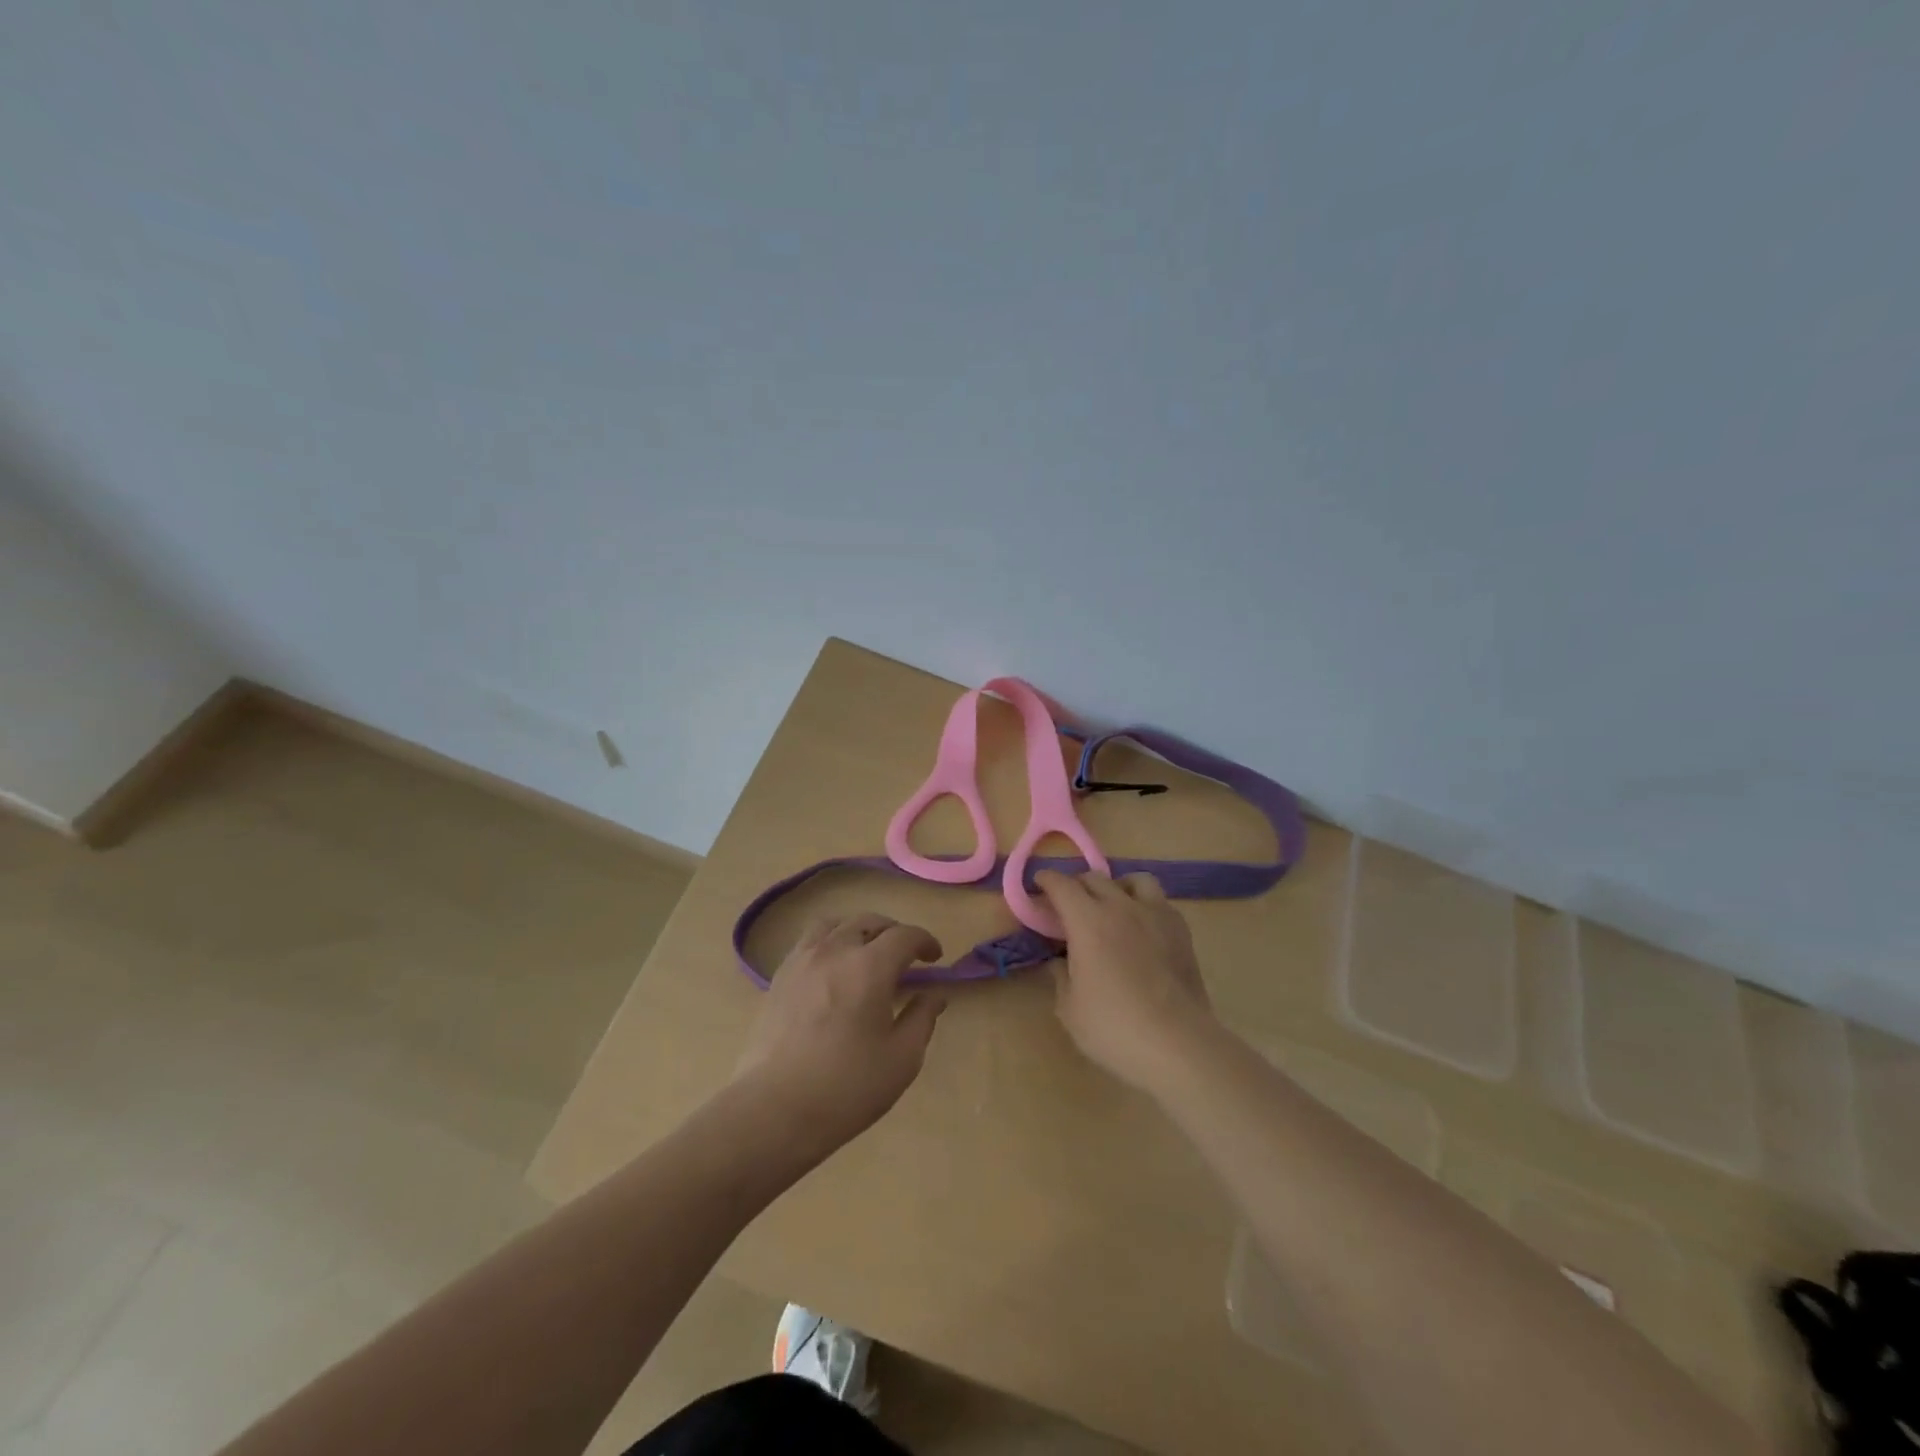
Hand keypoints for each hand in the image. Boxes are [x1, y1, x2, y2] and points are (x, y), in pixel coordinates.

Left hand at [734, 912, 947, 1155]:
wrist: (774, 1110)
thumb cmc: (846, 1087)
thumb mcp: (901, 1059)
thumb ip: (922, 1019)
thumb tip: (934, 995)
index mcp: (870, 967)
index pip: (905, 935)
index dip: (925, 941)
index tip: (934, 959)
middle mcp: (836, 950)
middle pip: (869, 922)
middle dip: (894, 933)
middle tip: (905, 957)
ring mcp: (802, 960)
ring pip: (835, 924)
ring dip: (858, 931)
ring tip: (866, 953)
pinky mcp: (779, 977)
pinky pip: (809, 941)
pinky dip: (829, 942)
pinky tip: (832, 969)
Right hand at [1035, 869, 1217, 1091]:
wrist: (1178, 1044)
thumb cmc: (1114, 1028)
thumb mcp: (1070, 1008)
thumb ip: (1061, 976)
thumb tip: (1060, 961)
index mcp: (1087, 921)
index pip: (1062, 885)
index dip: (1047, 881)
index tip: (1039, 884)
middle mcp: (1120, 907)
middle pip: (1094, 878)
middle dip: (1077, 885)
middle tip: (1069, 905)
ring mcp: (1155, 914)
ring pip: (1134, 880)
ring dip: (1117, 887)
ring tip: (1113, 906)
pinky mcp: (1181, 930)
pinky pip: (1159, 901)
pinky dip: (1145, 905)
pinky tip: (1142, 928)